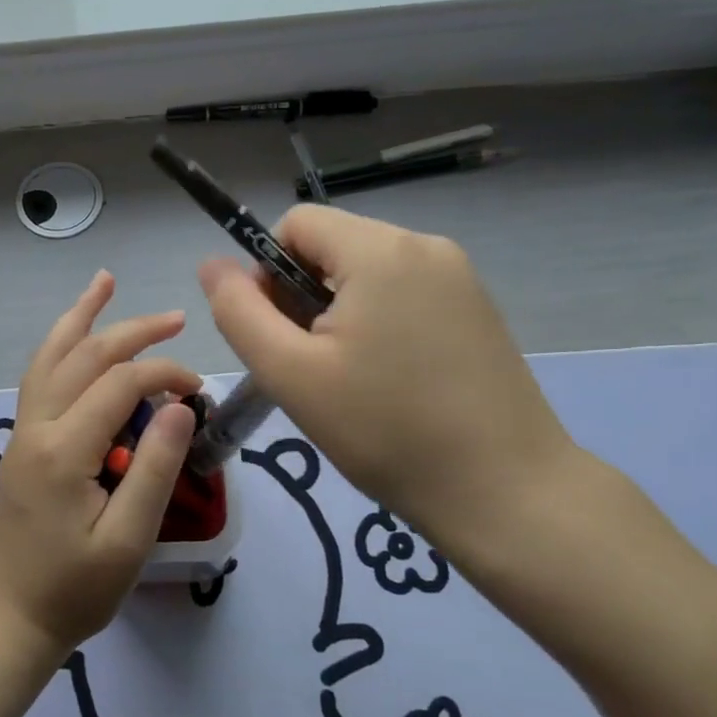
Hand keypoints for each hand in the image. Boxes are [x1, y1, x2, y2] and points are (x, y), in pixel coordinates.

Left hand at [0, 271, 199, 660]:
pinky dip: (60, 346)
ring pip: (51, 357)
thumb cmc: (71, 591)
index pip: (121, 385)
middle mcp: (37, 427)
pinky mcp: (20, 444)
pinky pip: (40, 378)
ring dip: (81, 318)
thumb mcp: (126, 541)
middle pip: (85, 357)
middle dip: (132, 332)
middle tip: (175, 317)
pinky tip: (75, 339)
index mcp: (64, 449)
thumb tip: (182, 406)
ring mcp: (22, 433)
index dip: (165, 375)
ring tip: (104, 283)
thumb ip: (156, 469)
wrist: (3, 622)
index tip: (199, 391)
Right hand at [199, 206, 577, 556]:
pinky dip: (379, 322)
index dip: (267, 272)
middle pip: (332, 246)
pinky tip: (389, 379)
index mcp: (380, 250)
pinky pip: (404, 293)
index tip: (278, 335)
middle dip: (303, 295)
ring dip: (339, 312)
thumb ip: (239, 312)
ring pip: (367, 272)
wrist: (505, 492)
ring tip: (349, 378)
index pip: (296, 224)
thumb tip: (212, 265)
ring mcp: (460, 276)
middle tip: (310, 366)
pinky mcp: (477, 309)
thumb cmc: (385, 430)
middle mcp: (425, 246)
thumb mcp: (291, 374)